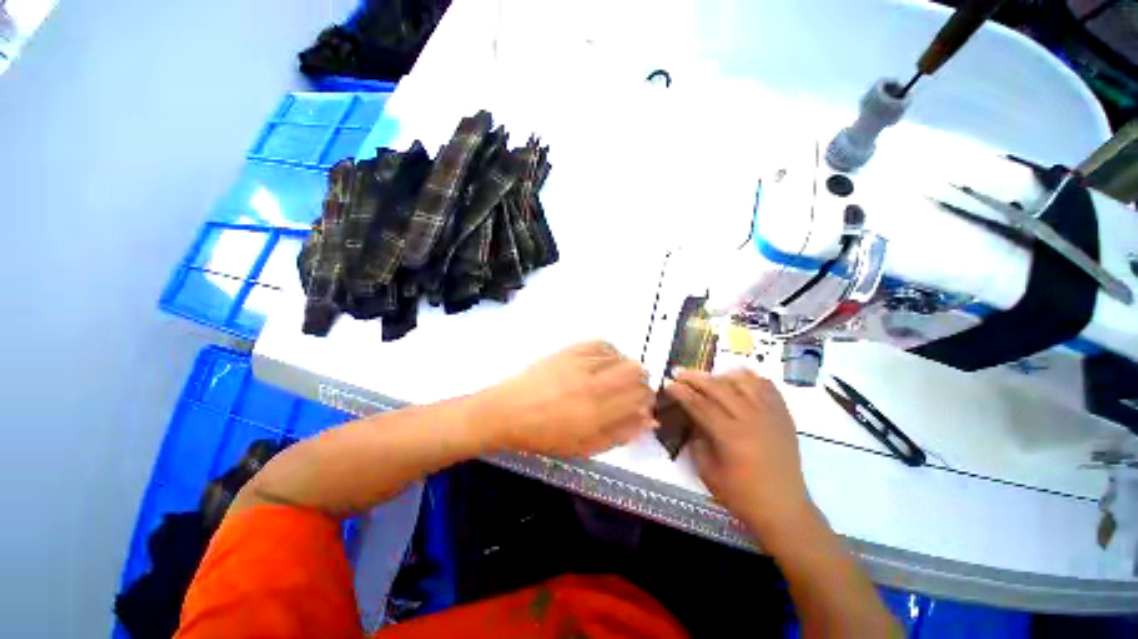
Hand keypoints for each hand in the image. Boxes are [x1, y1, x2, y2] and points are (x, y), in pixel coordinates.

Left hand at [481, 341, 657, 457]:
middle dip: (641, 382)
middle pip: (636, 371)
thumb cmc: (545, 435)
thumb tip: (648, 420)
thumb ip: (620, 434)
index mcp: (597, 413)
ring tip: (613, 378)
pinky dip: (609, 352)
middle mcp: (593, 384)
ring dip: (625, 368)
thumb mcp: (584, 447)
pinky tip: (603, 362)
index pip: (640, 397)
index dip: (647, 400)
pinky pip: (601, 344)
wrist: (509, 411)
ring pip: (621, 356)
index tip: (642, 405)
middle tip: (629, 392)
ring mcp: (580, 364)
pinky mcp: (569, 351)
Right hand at [666, 369, 812, 538]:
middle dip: (696, 378)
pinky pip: (768, 388)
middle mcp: (751, 419)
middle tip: (680, 373)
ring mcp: (771, 415)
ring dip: (722, 375)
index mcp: (731, 436)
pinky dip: (752, 378)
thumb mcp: (708, 472)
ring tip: (709, 376)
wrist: (784, 510)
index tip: (668, 383)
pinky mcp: (784, 417)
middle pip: (719, 388)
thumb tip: (692, 419)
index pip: (700, 405)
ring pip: (744, 382)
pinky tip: (739, 379)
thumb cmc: (742, 496)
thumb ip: (697, 441)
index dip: (681, 392)